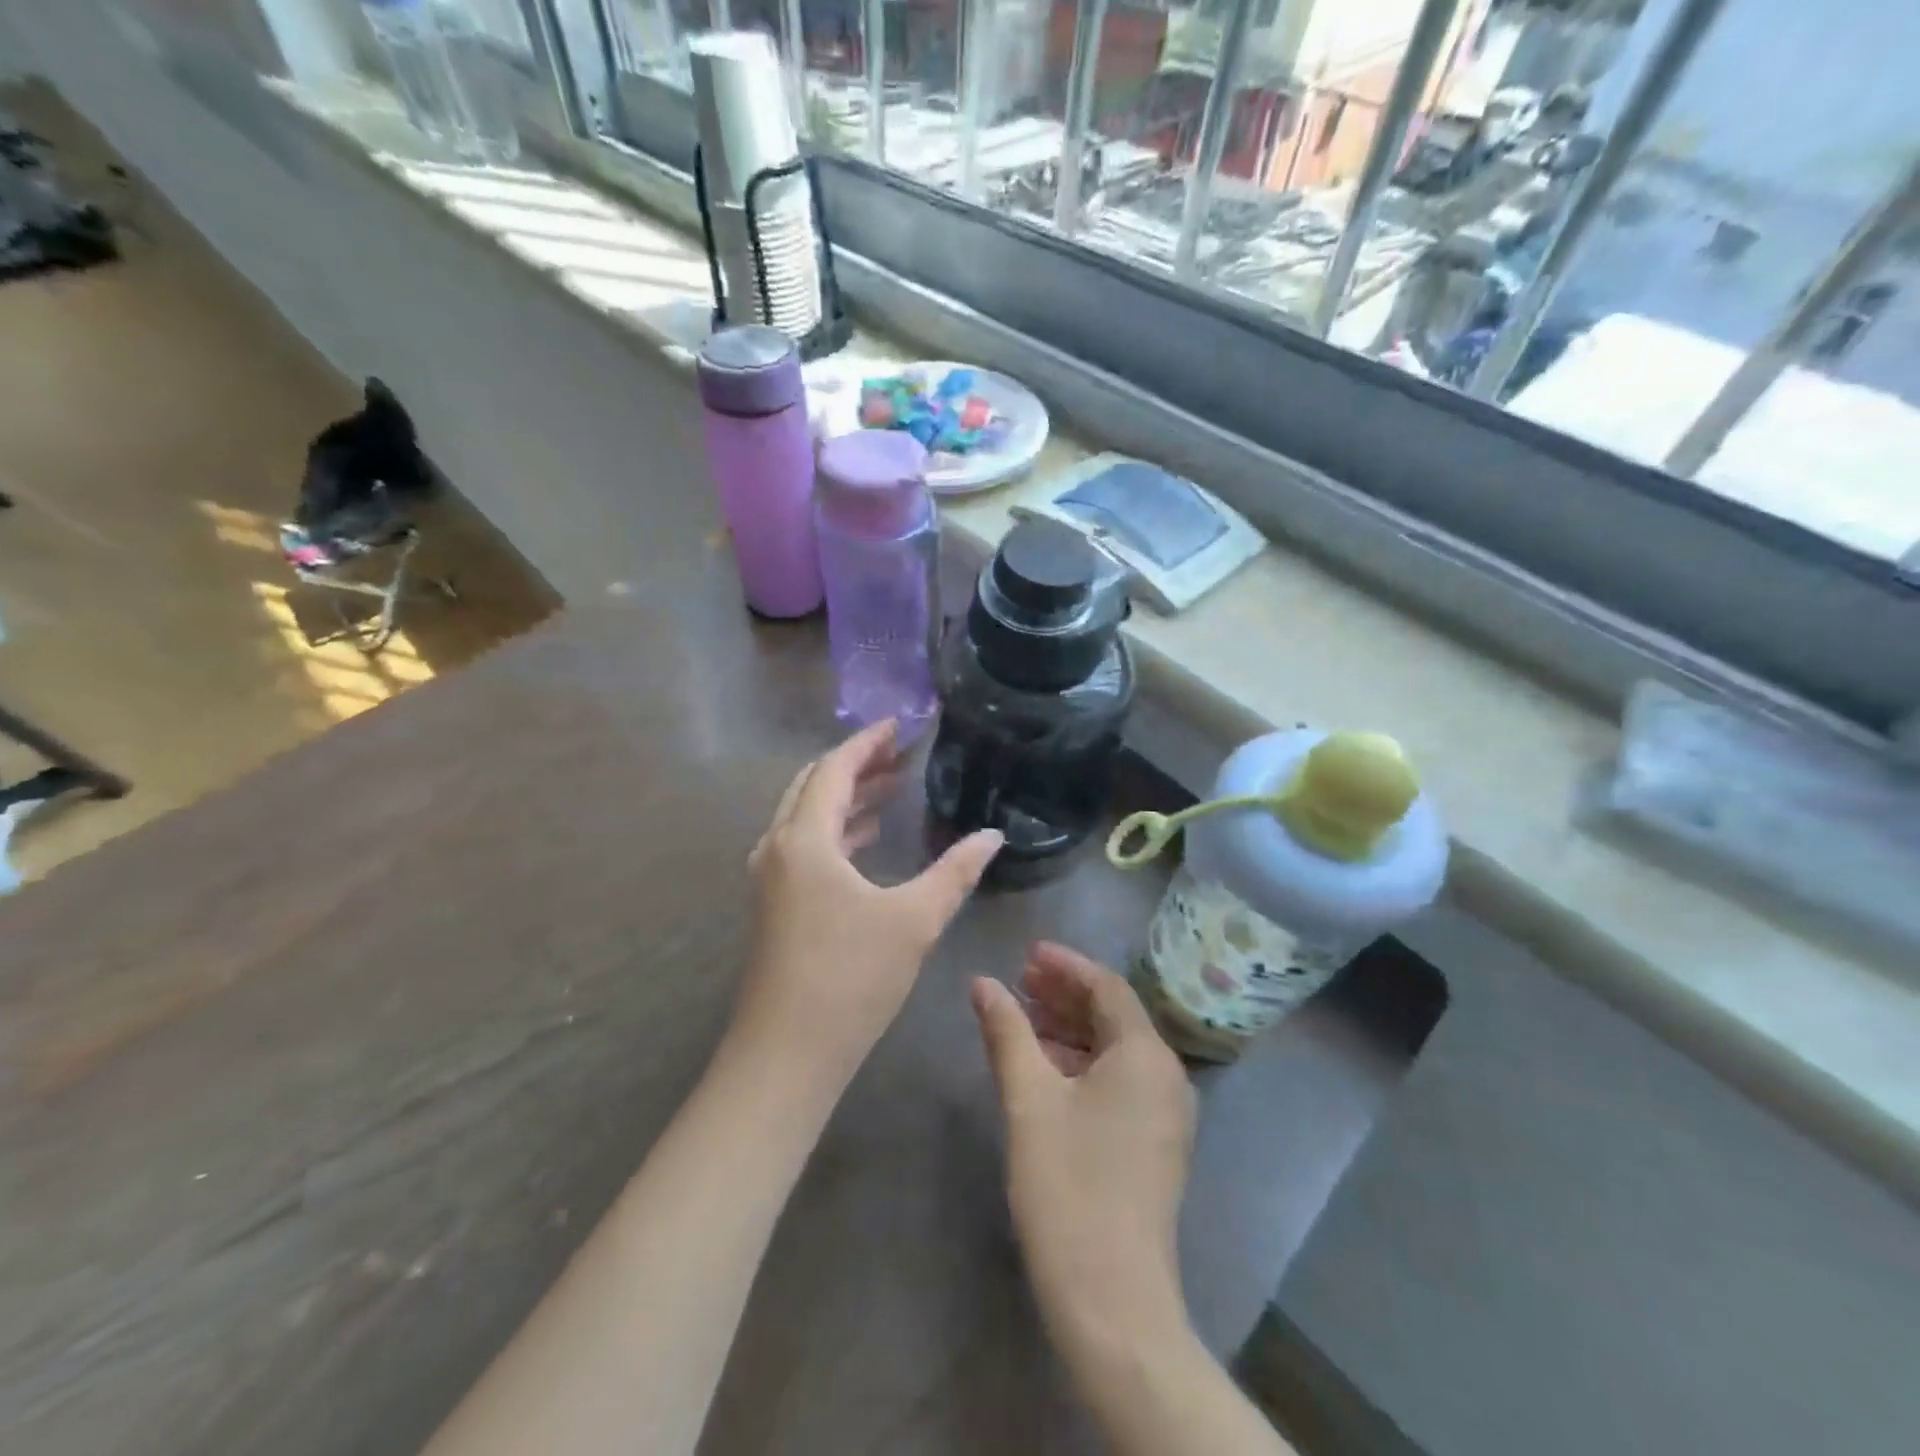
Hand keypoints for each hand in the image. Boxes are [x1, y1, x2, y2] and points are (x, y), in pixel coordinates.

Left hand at [734, 720, 1002, 1090]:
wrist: (786, 1054)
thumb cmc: (850, 978)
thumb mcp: (914, 920)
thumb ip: (955, 872)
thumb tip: (992, 837)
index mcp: (805, 839)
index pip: (835, 768)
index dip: (868, 742)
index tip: (900, 726)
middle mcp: (778, 848)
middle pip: (814, 786)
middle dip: (856, 765)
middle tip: (898, 753)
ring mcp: (771, 878)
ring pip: (807, 817)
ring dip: (846, 798)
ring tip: (890, 788)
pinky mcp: (774, 905)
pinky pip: (805, 846)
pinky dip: (836, 831)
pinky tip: (866, 840)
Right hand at [971, 943, 1195, 1343]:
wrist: (1113, 1300)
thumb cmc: (1068, 1185)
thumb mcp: (1029, 1099)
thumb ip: (1006, 1032)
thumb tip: (982, 982)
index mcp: (1146, 1056)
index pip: (1106, 987)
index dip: (1065, 965)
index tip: (1025, 953)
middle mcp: (1166, 1076)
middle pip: (1113, 1015)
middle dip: (1065, 994)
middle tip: (1018, 980)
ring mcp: (1164, 1113)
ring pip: (1114, 1049)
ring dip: (1069, 1028)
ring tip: (1022, 1017)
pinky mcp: (1154, 1143)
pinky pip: (1118, 1080)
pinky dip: (1081, 1062)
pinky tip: (1044, 1066)